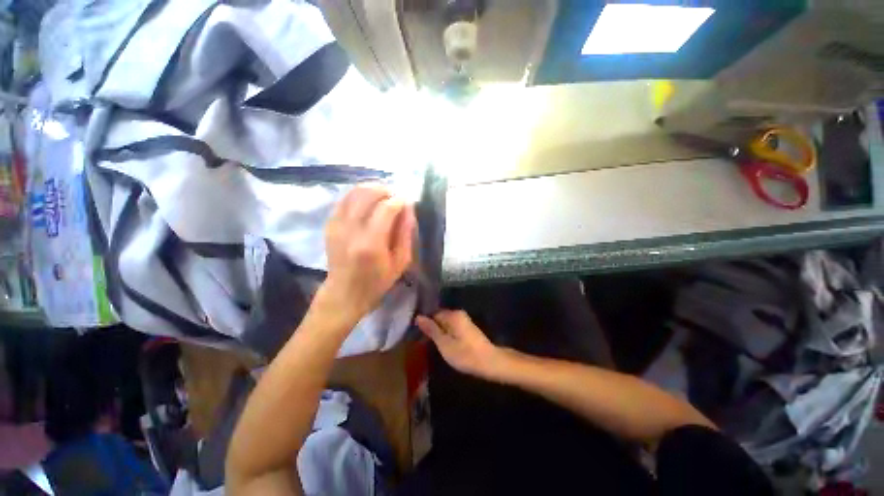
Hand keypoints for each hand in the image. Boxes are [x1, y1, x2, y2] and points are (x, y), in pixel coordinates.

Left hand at [321, 184, 415, 321]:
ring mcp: (337, 226)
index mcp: (371, 243)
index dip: (399, 201)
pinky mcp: (330, 225)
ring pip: (353, 193)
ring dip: (371, 189)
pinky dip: (358, 194)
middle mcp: (351, 230)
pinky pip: (344, 199)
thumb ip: (406, 233)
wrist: (344, 293)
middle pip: (367, 194)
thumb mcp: (400, 262)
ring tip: (384, 195)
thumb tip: (408, 208)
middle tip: (396, 196)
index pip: (386, 209)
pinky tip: (368, 200)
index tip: (407, 201)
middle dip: (385, 190)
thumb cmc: (377, 281)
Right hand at [416, 310, 504, 378]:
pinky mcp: (467, 329)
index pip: (432, 313)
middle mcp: (458, 314)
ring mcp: (464, 321)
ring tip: (430, 344)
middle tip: (422, 342)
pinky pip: (451, 328)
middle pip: (439, 318)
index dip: (424, 323)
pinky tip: (442, 345)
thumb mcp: (444, 344)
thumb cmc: (465, 354)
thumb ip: (431, 330)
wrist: (490, 362)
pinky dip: (446, 335)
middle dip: (431, 328)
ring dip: (438, 333)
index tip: (417, 334)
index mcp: (452, 315)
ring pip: (445, 324)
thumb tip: (418, 317)